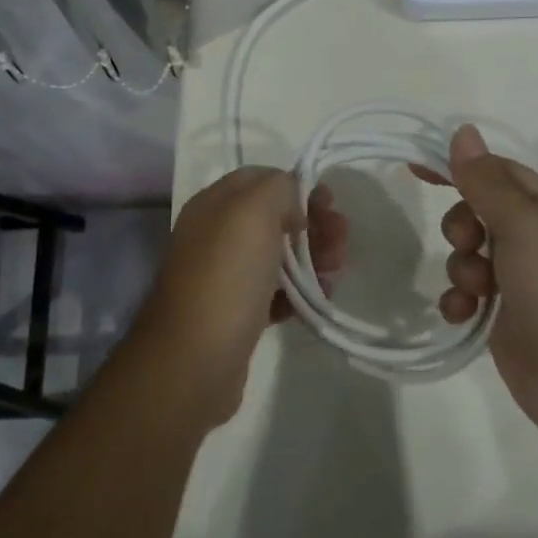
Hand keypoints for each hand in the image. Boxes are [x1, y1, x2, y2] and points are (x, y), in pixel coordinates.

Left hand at [138, 167, 347, 421]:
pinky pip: (277, 293)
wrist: (196, 358)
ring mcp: (226, 276)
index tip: (328, 203)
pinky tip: (319, 298)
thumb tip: (292, 203)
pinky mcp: (238, 314)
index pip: (262, 180)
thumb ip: (278, 188)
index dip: (297, 186)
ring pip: (279, 256)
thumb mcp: (254, 210)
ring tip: (335, 272)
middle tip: (340, 242)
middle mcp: (216, 235)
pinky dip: (301, 292)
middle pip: (275, 218)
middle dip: (313, 225)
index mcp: (214, 204)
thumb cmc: (227, 274)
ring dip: (313, 258)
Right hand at [422, 125, 537, 446]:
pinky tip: (463, 314)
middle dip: (462, 225)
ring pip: (470, 255)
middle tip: (468, 242)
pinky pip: (468, 296)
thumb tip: (464, 131)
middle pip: (479, 212)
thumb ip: (488, 180)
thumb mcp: (526, 224)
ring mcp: (521, 282)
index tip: (417, 168)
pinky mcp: (505, 319)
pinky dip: (460, 301)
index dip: (460, 166)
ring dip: (461, 267)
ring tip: (476, 289)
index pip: (498, 172)